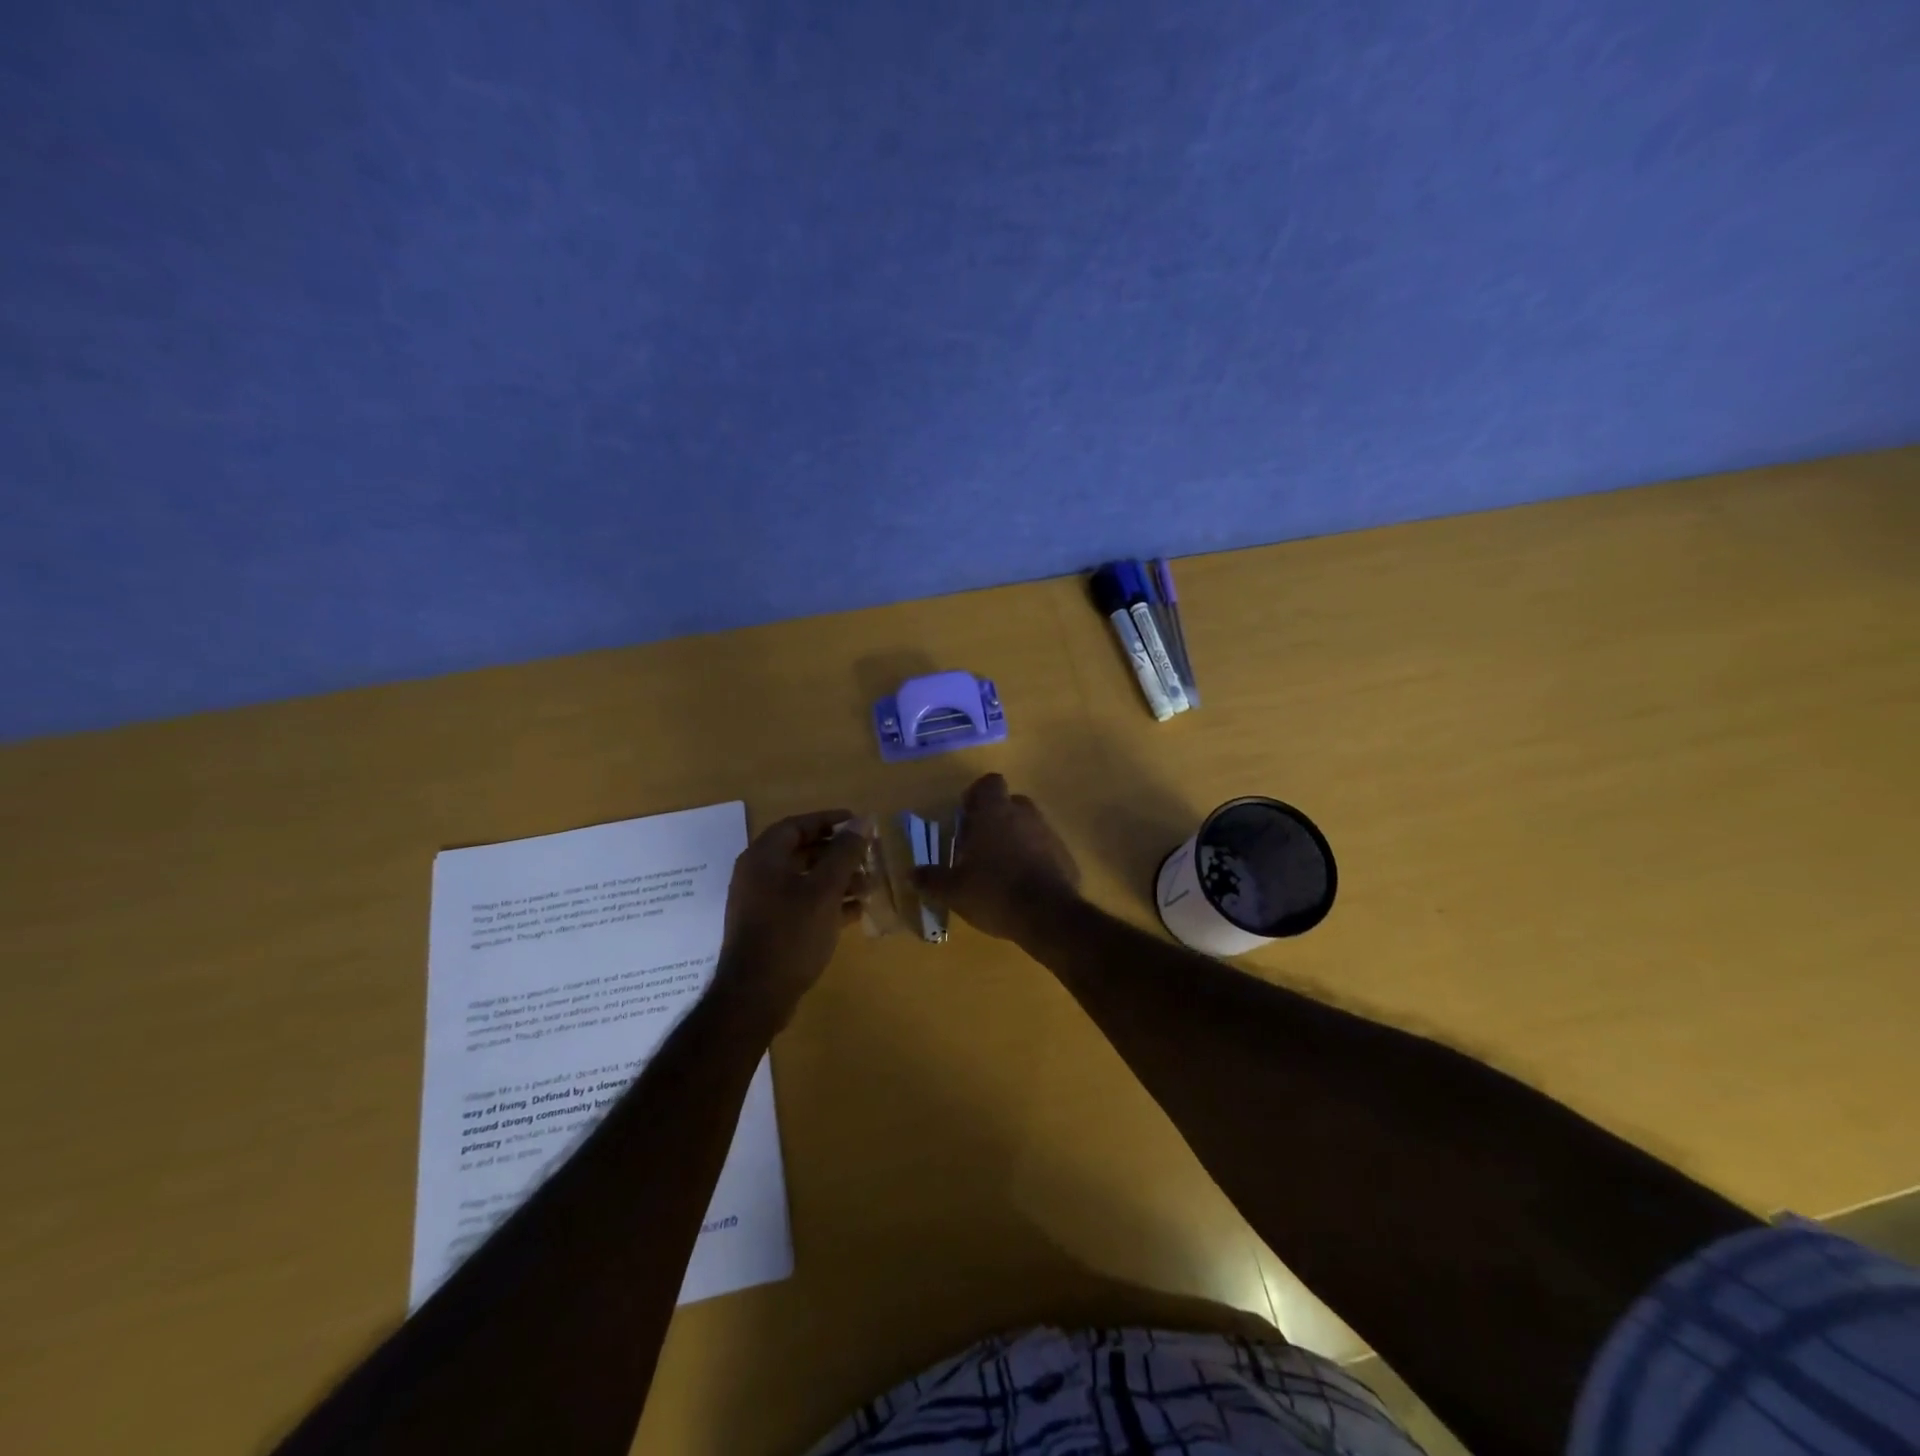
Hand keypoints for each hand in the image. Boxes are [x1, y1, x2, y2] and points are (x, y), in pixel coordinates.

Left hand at [716, 810, 869, 1028]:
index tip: (858, 822)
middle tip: (868, 855)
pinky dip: (827, 902)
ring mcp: (762, 903)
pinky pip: (801, 904)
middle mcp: (758, 875)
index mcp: (763, 858)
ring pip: (804, 880)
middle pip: (801, 852)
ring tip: (869, 886)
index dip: (828, 820)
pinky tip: (855, 912)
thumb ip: (844, 853)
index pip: (796, 825)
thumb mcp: (824, 890)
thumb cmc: (790, 934)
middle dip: (838, 853)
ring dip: (837, 879)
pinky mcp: (769, 928)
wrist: (755, 996)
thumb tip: (863, 821)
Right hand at [914, 774, 1081, 942]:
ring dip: (1014, 838)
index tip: (965, 817)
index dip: (976, 795)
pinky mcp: (1065, 855)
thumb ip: (932, 879)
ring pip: (1028, 825)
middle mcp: (1024, 814)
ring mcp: (1049, 834)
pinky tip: (1023, 884)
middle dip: (995, 818)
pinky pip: (1045, 848)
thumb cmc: (994, 892)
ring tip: (999, 868)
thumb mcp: (954, 891)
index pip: (989, 783)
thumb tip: (911, 874)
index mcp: (995, 812)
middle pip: (1009, 803)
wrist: (1048, 916)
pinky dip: (1034, 858)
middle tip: (978, 845)